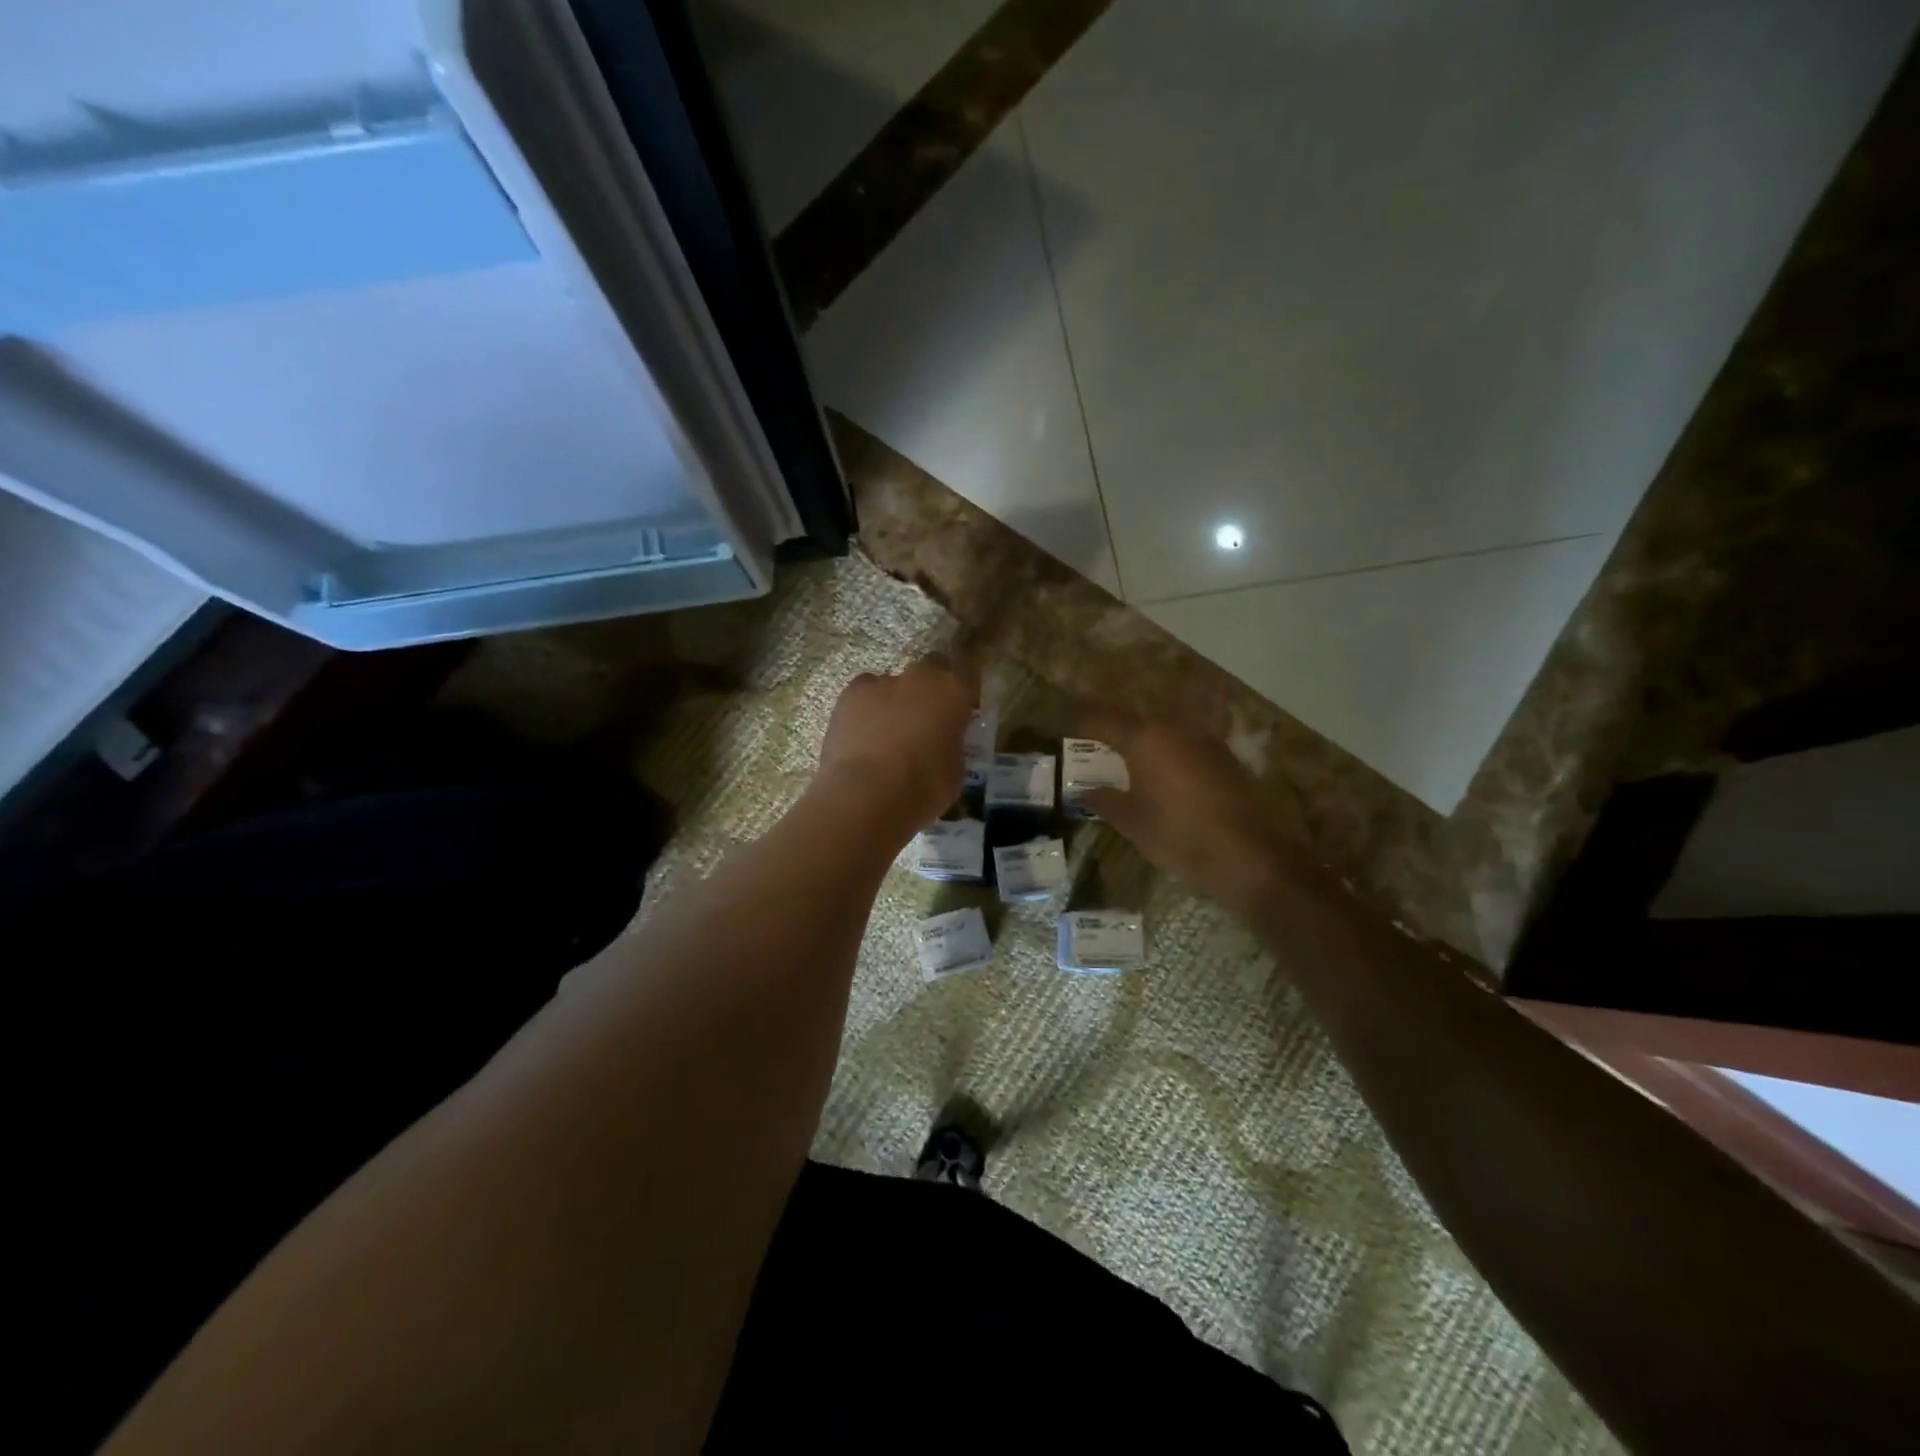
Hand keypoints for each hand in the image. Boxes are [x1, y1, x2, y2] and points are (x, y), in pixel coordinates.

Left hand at [817, 657, 977, 839]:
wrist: (866, 794)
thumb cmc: (923, 787)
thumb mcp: (955, 770)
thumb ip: (952, 744)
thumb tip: (942, 741)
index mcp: (954, 692)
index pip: (969, 675)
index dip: (965, 692)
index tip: (962, 711)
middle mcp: (921, 677)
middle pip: (932, 667)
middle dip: (931, 687)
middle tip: (927, 718)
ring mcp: (882, 682)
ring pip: (894, 683)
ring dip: (896, 700)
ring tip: (888, 734)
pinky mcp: (850, 694)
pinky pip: (864, 695)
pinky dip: (866, 709)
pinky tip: (863, 736)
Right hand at [1078, 716, 1308, 917]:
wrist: (1250, 856)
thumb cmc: (1180, 837)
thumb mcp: (1133, 823)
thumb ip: (1106, 801)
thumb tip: (1086, 791)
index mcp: (1145, 739)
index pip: (1104, 720)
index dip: (1084, 725)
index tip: (1071, 733)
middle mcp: (1175, 729)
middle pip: (1137, 721)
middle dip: (1116, 731)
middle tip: (1098, 748)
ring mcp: (1205, 741)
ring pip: (1165, 731)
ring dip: (1146, 742)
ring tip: (1130, 762)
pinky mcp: (1226, 757)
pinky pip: (1187, 746)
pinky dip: (1170, 754)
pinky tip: (1166, 776)